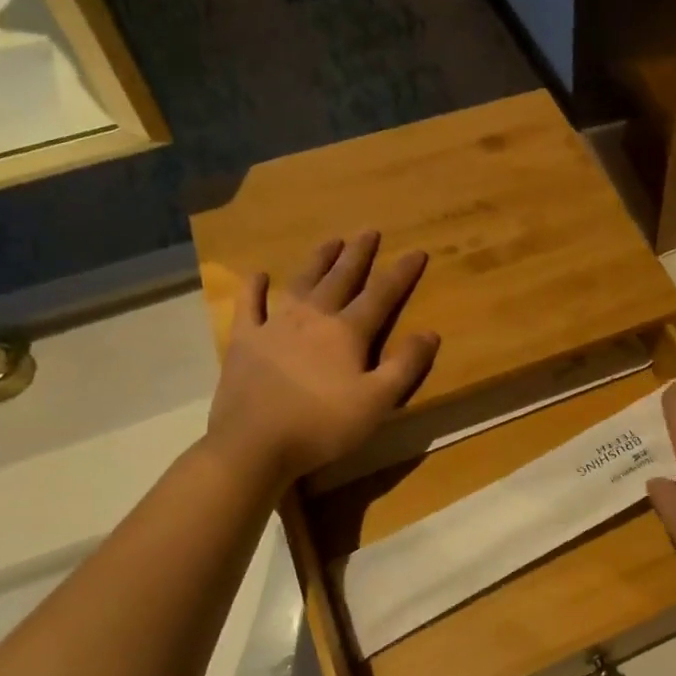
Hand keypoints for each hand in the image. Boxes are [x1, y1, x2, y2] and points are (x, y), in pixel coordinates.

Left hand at [204, 233, 439, 480]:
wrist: (254, 445)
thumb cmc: (322, 426)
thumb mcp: (377, 401)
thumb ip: (405, 365)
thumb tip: (430, 332)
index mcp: (347, 332)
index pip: (381, 294)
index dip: (401, 273)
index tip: (417, 251)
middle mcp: (313, 317)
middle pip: (341, 278)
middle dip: (358, 254)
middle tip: (369, 231)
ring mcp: (275, 325)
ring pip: (301, 283)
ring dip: (318, 260)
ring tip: (331, 241)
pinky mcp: (245, 341)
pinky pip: (249, 305)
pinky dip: (254, 288)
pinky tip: (259, 274)